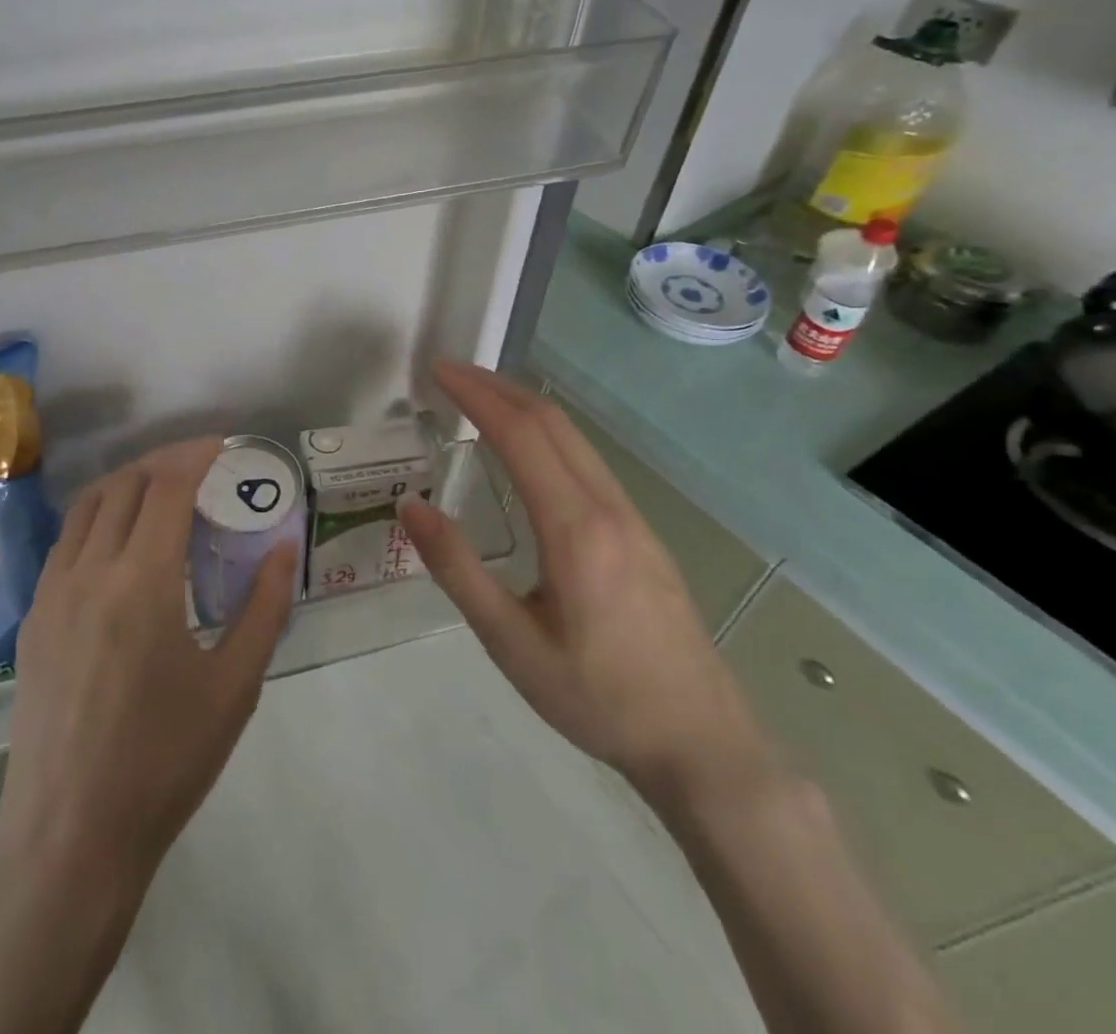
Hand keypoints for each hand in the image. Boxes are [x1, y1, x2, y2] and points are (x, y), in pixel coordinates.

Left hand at [0, 437, 298, 891]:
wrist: (70, 834)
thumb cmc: (164, 762)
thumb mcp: (234, 687)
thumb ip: (264, 608)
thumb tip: (284, 547)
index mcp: (142, 583)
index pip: (167, 486)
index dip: (196, 455)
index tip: (223, 446)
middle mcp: (90, 571)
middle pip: (125, 484)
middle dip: (165, 461)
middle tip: (200, 467)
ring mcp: (52, 591)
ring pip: (88, 505)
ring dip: (127, 482)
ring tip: (161, 491)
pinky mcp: (33, 616)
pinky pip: (67, 540)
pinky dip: (98, 516)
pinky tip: (121, 542)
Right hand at [400, 361, 770, 803]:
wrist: (704, 744)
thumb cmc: (598, 698)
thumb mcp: (511, 642)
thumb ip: (457, 569)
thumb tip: (410, 506)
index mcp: (575, 529)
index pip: (521, 434)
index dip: (476, 394)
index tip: (437, 370)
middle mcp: (609, 508)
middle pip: (552, 422)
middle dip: (498, 386)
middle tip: (449, 372)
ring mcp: (634, 518)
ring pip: (576, 438)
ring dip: (524, 406)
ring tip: (478, 398)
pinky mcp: (643, 534)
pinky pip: (589, 461)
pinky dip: (547, 433)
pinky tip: (527, 450)